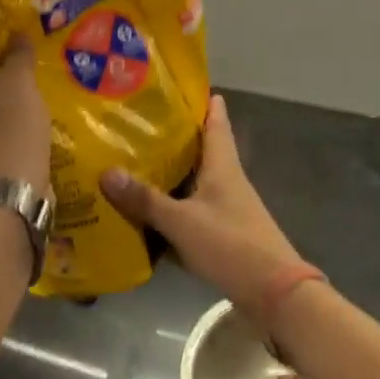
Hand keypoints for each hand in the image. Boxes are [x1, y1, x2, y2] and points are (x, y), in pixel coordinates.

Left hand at [0, 38, 51, 191]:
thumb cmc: (9, 131)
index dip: (7, 45)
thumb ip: (18, 53)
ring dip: (10, 107)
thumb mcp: (20, 83)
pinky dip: (7, 133)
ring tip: (41, 107)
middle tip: (41, 77)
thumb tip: (16, 33)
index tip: (34, 50)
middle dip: (10, 78)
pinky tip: (30, 136)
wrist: (3, 200)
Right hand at [99, 95, 303, 318]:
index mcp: (222, 164)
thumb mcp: (182, 222)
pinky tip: (147, 212)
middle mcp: (226, 178)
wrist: (274, 294)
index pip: (215, 119)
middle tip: (137, 122)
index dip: (200, 99)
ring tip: (132, 161)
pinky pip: (191, 208)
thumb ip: (145, 199)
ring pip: (193, 179)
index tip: (174, 85)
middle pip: (200, 148)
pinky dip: (172, 206)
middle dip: (173, 135)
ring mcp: (226, 206)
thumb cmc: (231, 244)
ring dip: (170, 172)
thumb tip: (106, 172)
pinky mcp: (222, 231)